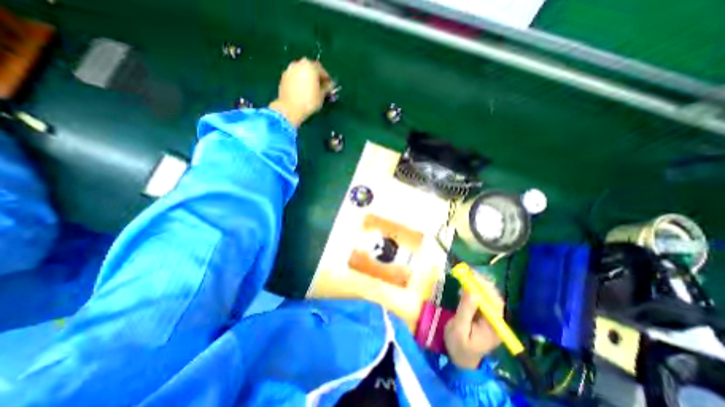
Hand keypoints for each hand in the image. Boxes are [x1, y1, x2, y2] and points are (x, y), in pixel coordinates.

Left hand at [269, 58, 330, 125]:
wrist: (290, 108)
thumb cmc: (309, 101)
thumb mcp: (322, 96)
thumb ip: (327, 88)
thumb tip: (330, 85)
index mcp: (311, 66)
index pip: (322, 70)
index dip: (327, 79)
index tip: (329, 87)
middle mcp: (299, 64)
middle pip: (311, 69)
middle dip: (316, 77)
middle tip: (320, 87)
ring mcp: (290, 69)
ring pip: (302, 72)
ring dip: (307, 78)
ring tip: (311, 90)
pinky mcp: (283, 77)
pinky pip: (295, 77)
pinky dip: (299, 81)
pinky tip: (302, 91)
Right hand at [442, 278, 504, 369]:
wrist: (460, 359)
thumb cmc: (459, 346)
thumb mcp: (459, 329)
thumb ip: (466, 310)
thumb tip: (471, 290)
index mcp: (494, 326)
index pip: (495, 303)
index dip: (485, 287)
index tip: (472, 276)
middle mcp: (495, 320)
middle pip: (493, 297)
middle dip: (481, 282)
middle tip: (467, 271)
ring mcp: (489, 317)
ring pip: (488, 296)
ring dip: (478, 283)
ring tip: (466, 274)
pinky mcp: (482, 314)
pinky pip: (481, 298)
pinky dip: (474, 288)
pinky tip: (466, 283)